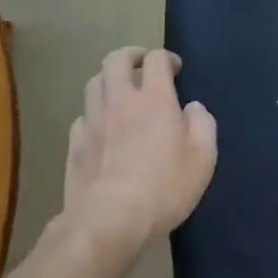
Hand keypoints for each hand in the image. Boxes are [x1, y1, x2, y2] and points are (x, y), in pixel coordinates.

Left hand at [62, 47, 216, 255]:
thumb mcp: (202, 159)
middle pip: (116, 59)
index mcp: (154, 99)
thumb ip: (202, 125)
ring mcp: (92, 121)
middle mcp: (119, 100)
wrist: (108, 221)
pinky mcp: (75, 144)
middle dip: (131, 56)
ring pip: (94, 83)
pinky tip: (102, 127)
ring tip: (120, 92)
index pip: (156, 59)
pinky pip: (82, 115)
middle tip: (143, 66)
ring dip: (109, 80)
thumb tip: (192, 108)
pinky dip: (94, 113)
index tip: (175, 70)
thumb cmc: (163, 188)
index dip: (166, 58)